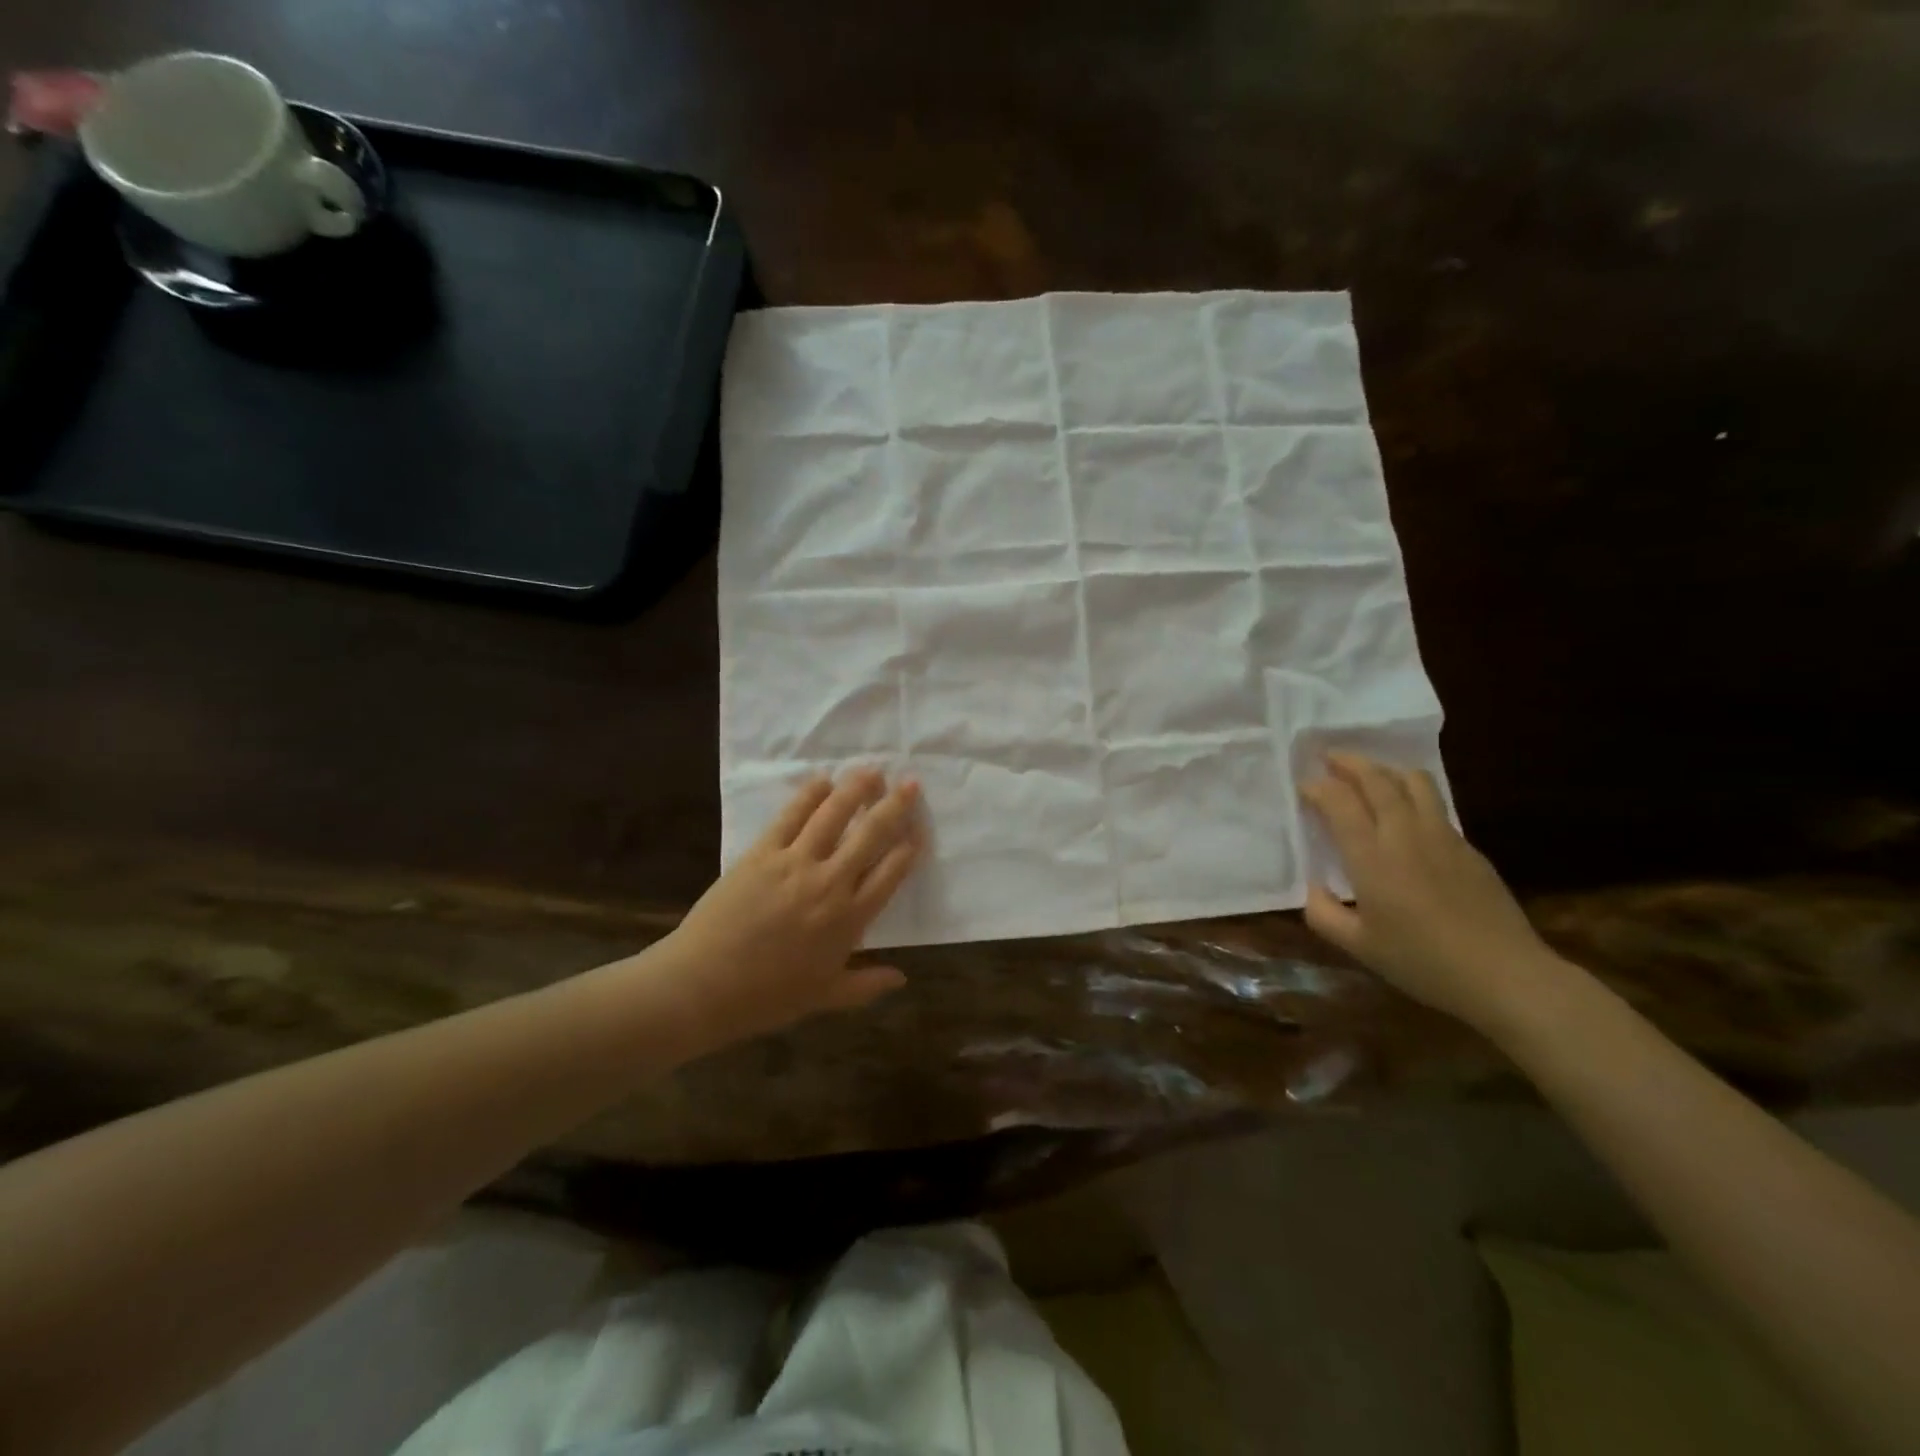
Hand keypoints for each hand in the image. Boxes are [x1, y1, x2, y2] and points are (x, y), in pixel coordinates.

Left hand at [657, 769, 922, 1050]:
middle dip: (894, 807)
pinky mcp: (762, 853)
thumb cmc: (767, 997)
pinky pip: (791, 816)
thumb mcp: (824, 997)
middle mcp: (829, 883)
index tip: (919, 828)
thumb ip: (866, 986)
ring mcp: (794, 863)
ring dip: (855, 790)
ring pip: (833, 816)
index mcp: (849, 919)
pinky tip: (822, 781)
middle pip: (870, 835)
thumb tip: (902, 977)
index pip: (891, 873)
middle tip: (910, 784)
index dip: (909, 847)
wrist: (702, 986)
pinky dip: (809, 795)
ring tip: (871, 772)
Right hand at [1300, 752, 1564, 1030]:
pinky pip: (1435, 804)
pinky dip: (1412, 793)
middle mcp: (1405, 835)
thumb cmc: (1422, 961)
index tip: (1302, 787)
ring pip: (1413, 782)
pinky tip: (1405, 812)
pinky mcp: (1468, 847)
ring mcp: (1442, 837)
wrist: (1505, 975)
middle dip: (1349, 763)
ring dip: (1385, 770)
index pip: (1339, 802)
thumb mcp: (1358, 946)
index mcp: (1372, 857)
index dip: (1317, 787)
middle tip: (1329, 758)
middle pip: (1377, 780)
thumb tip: (1312, 889)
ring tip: (1369, 774)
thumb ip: (1323, 914)